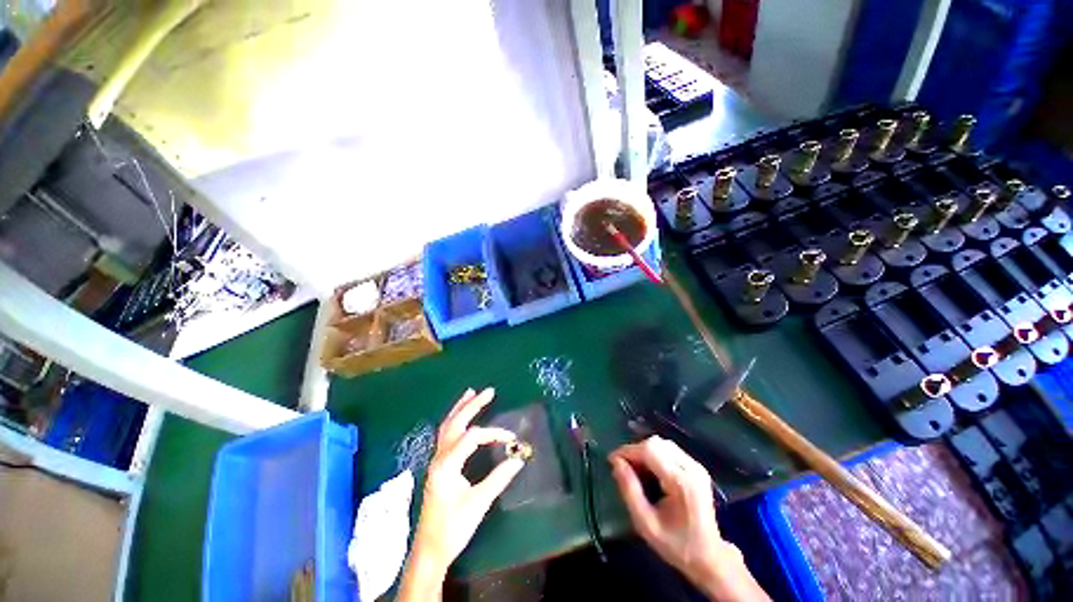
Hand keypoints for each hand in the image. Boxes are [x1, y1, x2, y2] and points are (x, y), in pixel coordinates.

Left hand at [399, 388, 524, 600]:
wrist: (430, 550)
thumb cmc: (453, 528)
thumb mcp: (478, 503)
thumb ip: (499, 478)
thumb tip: (519, 459)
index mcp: (447, 464)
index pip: (473, 437)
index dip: (494, 434)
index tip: (512, 439)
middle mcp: (439, 457)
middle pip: (456, 423)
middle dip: (472, 405)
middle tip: (488, 391)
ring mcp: (437, 461)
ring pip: (447, 427)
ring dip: (460, 409)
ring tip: (471, 393)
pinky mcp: (439, 465)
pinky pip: (446, 435)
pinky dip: (455, 420)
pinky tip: (461, 417)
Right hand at [609, 436, 768, 601]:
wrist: (710, 557)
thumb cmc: (676, 545)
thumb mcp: (645, 524)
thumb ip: (629, 490)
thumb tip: (616, 462)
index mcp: (681, 482)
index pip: (650, 450)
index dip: (628, 451)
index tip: (612, 460)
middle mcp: (691, 468)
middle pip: (656, 443)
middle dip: (635, 451)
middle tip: (623, 467)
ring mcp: (696, 466)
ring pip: (662, 443)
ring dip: (644, 451)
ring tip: (635, 468)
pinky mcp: (697, 467)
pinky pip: (670, 449)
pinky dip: (655, 454)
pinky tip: (650, 469)